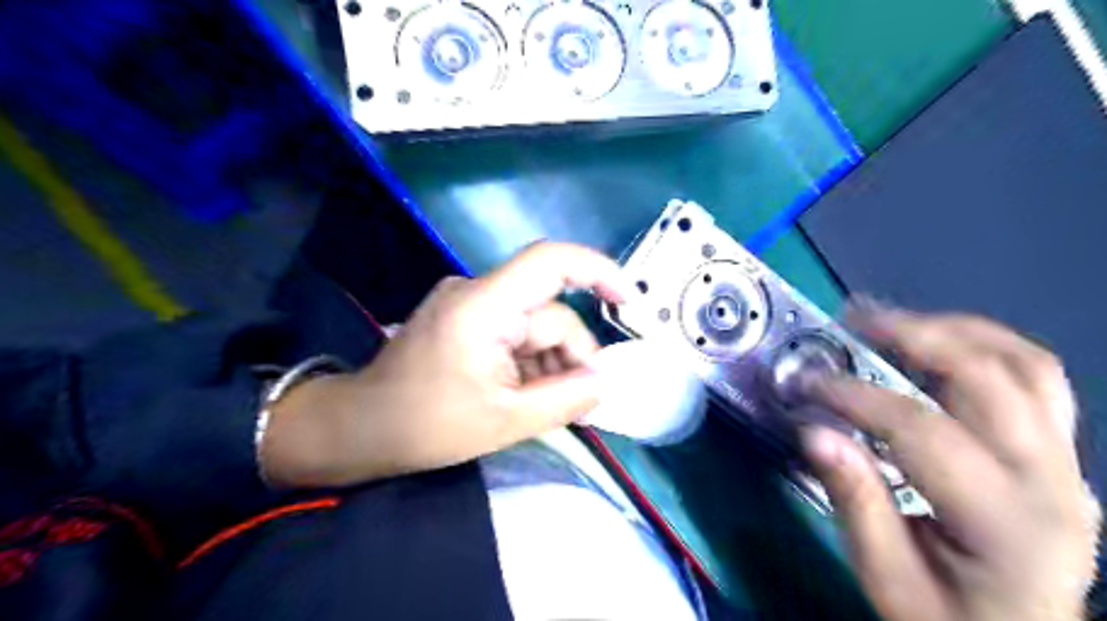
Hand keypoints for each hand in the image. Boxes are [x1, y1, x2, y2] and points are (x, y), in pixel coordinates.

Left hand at [262, 244, 630, 490]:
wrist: (361, 428)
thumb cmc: (426, 425)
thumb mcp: (506, 421)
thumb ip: (566, 399)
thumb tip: (606, 381)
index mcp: (484, 306)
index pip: (550, 262)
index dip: (598, 271)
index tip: (629, 301)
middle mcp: (478, 292)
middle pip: (550, 313)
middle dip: (571, 357)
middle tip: (581, 404)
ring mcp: (471, 304)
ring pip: (537, 327)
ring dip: (551, 365)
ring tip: (545, 407)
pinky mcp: (468, 319)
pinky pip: (517, 334)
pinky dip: (532, 363)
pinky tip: (526, 395)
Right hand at [801, 304, 1100, 620]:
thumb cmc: (947, 620)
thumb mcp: (887, 578)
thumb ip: (855, 502)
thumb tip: (814, 432)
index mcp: (1005, 521)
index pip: (921, 429)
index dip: (854, 396)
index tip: (805, 382)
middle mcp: (1050, 481)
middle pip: (987, 377)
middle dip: (911, 335)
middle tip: (851, 320)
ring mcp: (1066, 462)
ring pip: (1025, 365)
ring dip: (952, 329)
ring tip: (891, 319)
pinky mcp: (1058, 454)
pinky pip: (1034, 378)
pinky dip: (982, 346)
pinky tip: (937, 341)